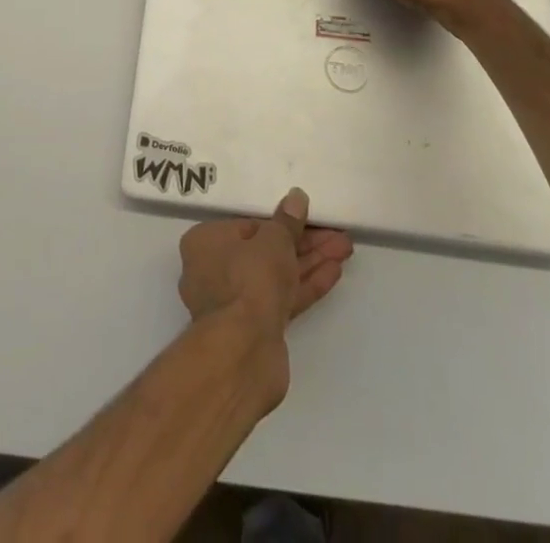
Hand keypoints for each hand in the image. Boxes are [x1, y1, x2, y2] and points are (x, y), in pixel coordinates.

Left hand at [177, 190, 352, 407]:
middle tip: (336, 234)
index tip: (307, 218)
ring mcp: (236, 303)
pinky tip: (334, 271)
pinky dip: (306, 284)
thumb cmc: (249, 280)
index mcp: (206, 243)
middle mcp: (215, 271)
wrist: (244, 352)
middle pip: (266, 251)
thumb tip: (296, 197)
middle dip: (303, 242)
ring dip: (311, 261)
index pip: (247, 225)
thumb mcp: (273, 240)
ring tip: (344, 248)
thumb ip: (287, 221)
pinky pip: (283, 298)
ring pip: (278, 275)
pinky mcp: (256, 328)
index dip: (280, 222)